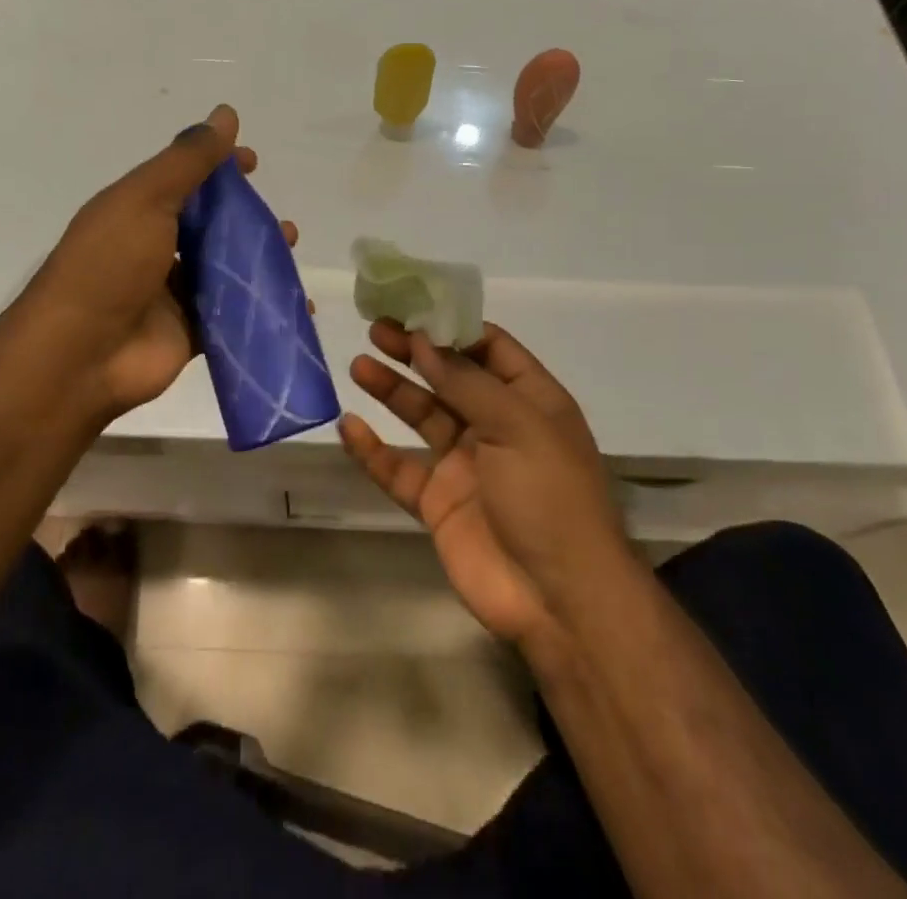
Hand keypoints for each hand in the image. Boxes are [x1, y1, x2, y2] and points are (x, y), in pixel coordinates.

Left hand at [25, 105, 297, 426]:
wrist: (81, 356)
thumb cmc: (109, 265)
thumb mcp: (146, 199)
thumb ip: (188, 160)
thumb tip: (225, 113)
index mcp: (137, 211)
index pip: (184, 179)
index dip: (218, 167)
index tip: (252, 161)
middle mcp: (154, 248)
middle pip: (209, 225)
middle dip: (246, 217)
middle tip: (279, 219)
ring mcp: (171, 293)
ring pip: (224, 268)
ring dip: (257, 258)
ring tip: (289, 250)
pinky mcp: (189, 332)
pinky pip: (232, 314)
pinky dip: (261, 307)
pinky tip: (297, 304)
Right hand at [342, 322, 630, 651]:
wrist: (558, 599)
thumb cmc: (549, 496)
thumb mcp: (517, 425)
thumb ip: (465, 382)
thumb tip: (423, 339)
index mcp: (529, 400)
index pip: (489, 348)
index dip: (452, 326)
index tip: (413, 306)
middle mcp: (497, 425)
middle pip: (448, 377)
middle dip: (414, 353)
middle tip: (376, 329)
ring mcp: (466, 464)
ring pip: (421, 416)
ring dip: (391, 390)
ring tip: (358, 364)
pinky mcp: (439, 502)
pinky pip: (400, 468)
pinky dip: (373, 449)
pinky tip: (349, 426)